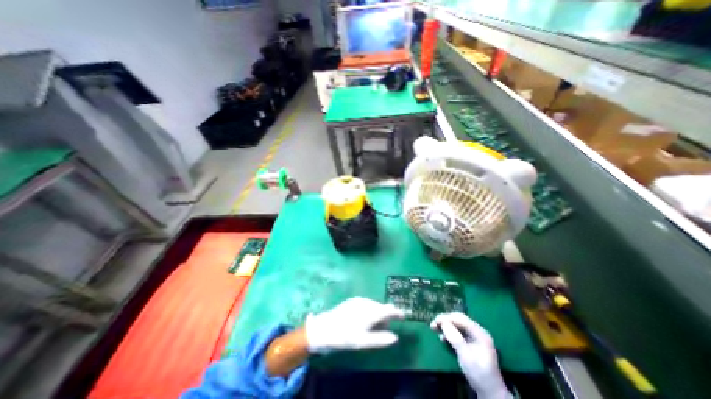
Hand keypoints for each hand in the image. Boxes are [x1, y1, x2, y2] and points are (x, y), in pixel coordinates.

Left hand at [305, 298, 404, 353]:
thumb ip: (380, 339)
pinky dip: (370, 310)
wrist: (325, 327)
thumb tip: (396, 337)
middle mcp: (366, 302)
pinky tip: (365, 318)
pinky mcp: (353, 300)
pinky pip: (367, 304)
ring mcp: (359, 300)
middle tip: (385, 327)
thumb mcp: (363, 341)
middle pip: (381, 307)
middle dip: (385, 316)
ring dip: (377, 313)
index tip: (403, 315)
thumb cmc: (345, 336)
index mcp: (371, 311)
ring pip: (374, 305)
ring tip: (374, 325)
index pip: (388, 310)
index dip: (397, 312)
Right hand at [430, 313, 507, 397]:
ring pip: (457, 325)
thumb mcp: (466, 355)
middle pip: (458, 320)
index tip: (434, 322)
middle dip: (445, 321)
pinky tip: (442, 338)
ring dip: (445, 326)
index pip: (460, 318)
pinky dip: (449, 333)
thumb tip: (443, 322)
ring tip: (435, 330)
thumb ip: (455, 337)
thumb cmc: (479, 373)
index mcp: (479, 332)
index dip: (446, 318)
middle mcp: (477, 331)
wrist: (490, 392)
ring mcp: (474, 337)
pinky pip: (457, 332)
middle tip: (433, 325)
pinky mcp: (470, 343)